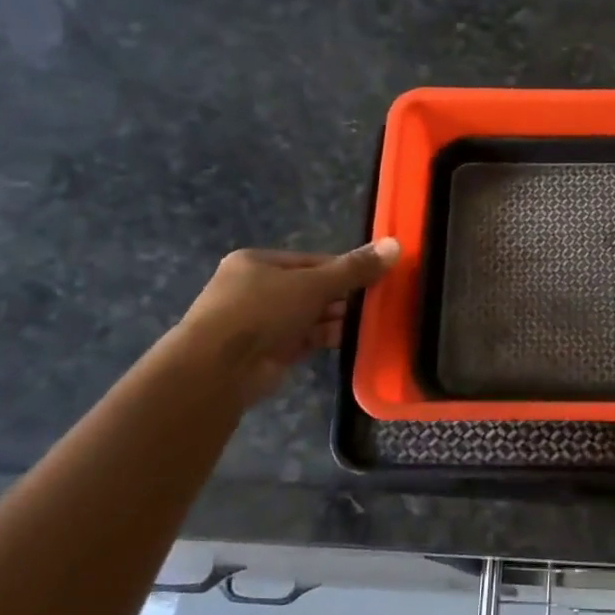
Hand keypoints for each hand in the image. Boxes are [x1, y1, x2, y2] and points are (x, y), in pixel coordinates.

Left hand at [176, 239, 399, 404]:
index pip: (311, 261)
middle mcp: (256, 289)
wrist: (218, 369)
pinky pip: (307, 338)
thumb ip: (353, 269)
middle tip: (378, 302)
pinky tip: (354, 340)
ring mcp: (262, 322)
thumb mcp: (312, 284)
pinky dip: (328, 338)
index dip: (343, 269)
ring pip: (310, 315)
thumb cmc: (261, 311)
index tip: (374, 277)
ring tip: (372, 322)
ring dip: (338, 319)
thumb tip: (395, 245)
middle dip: (343, 297)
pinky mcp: (270, 351)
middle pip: (312, 288)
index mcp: (258, 263)